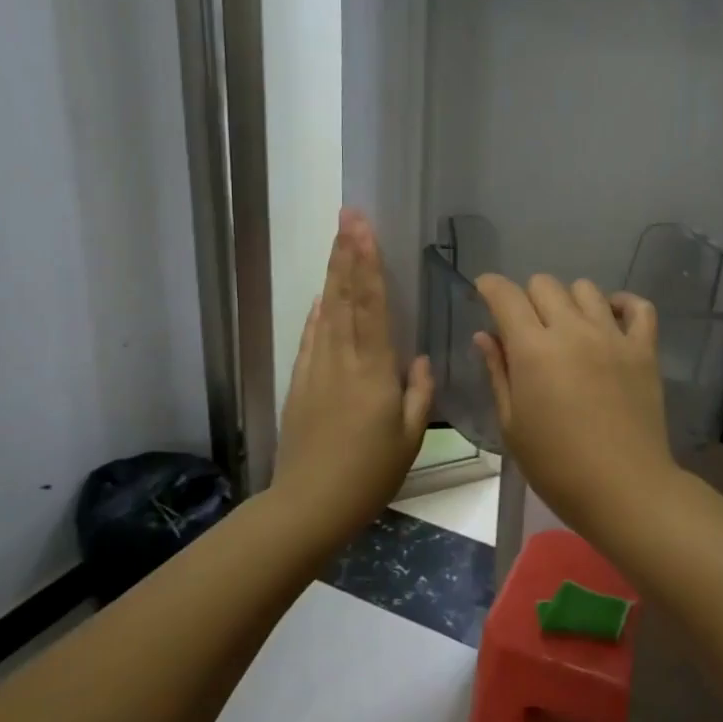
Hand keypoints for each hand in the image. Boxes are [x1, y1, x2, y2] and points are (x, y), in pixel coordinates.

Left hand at [274, 209, 433, 528]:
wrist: (309, 505)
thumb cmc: (369, 474)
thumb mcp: (409, 437)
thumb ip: (419, 393)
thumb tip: (422, 359)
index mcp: (372, 370)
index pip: (371, 305)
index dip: (369, 264)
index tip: (365, 229)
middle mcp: (341, 360)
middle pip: (345, 297)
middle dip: (347, 253)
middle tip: (347, 216)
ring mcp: (316, 370)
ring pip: (326, 312)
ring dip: (333, 274)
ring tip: (337, 242)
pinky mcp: (300, 385)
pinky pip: (310, 339)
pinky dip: (316, 314)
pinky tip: (321, 298)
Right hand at [473, 274, 679, 532]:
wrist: (624, 489)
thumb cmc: (556, 466)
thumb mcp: (513, 425)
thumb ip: (498, 373)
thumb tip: (485, 336)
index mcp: (533, 349)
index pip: (506, 296)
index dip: (490, 287)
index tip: (485, 292)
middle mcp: (573, 330)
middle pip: (545, 284)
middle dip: (527, 296)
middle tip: (527, 326)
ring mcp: (613, 336)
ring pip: (586, 289)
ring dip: (569, 300)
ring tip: (568, 326)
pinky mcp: (644, 349)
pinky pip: (639, 307)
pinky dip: (623, 304)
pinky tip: (611, 319)